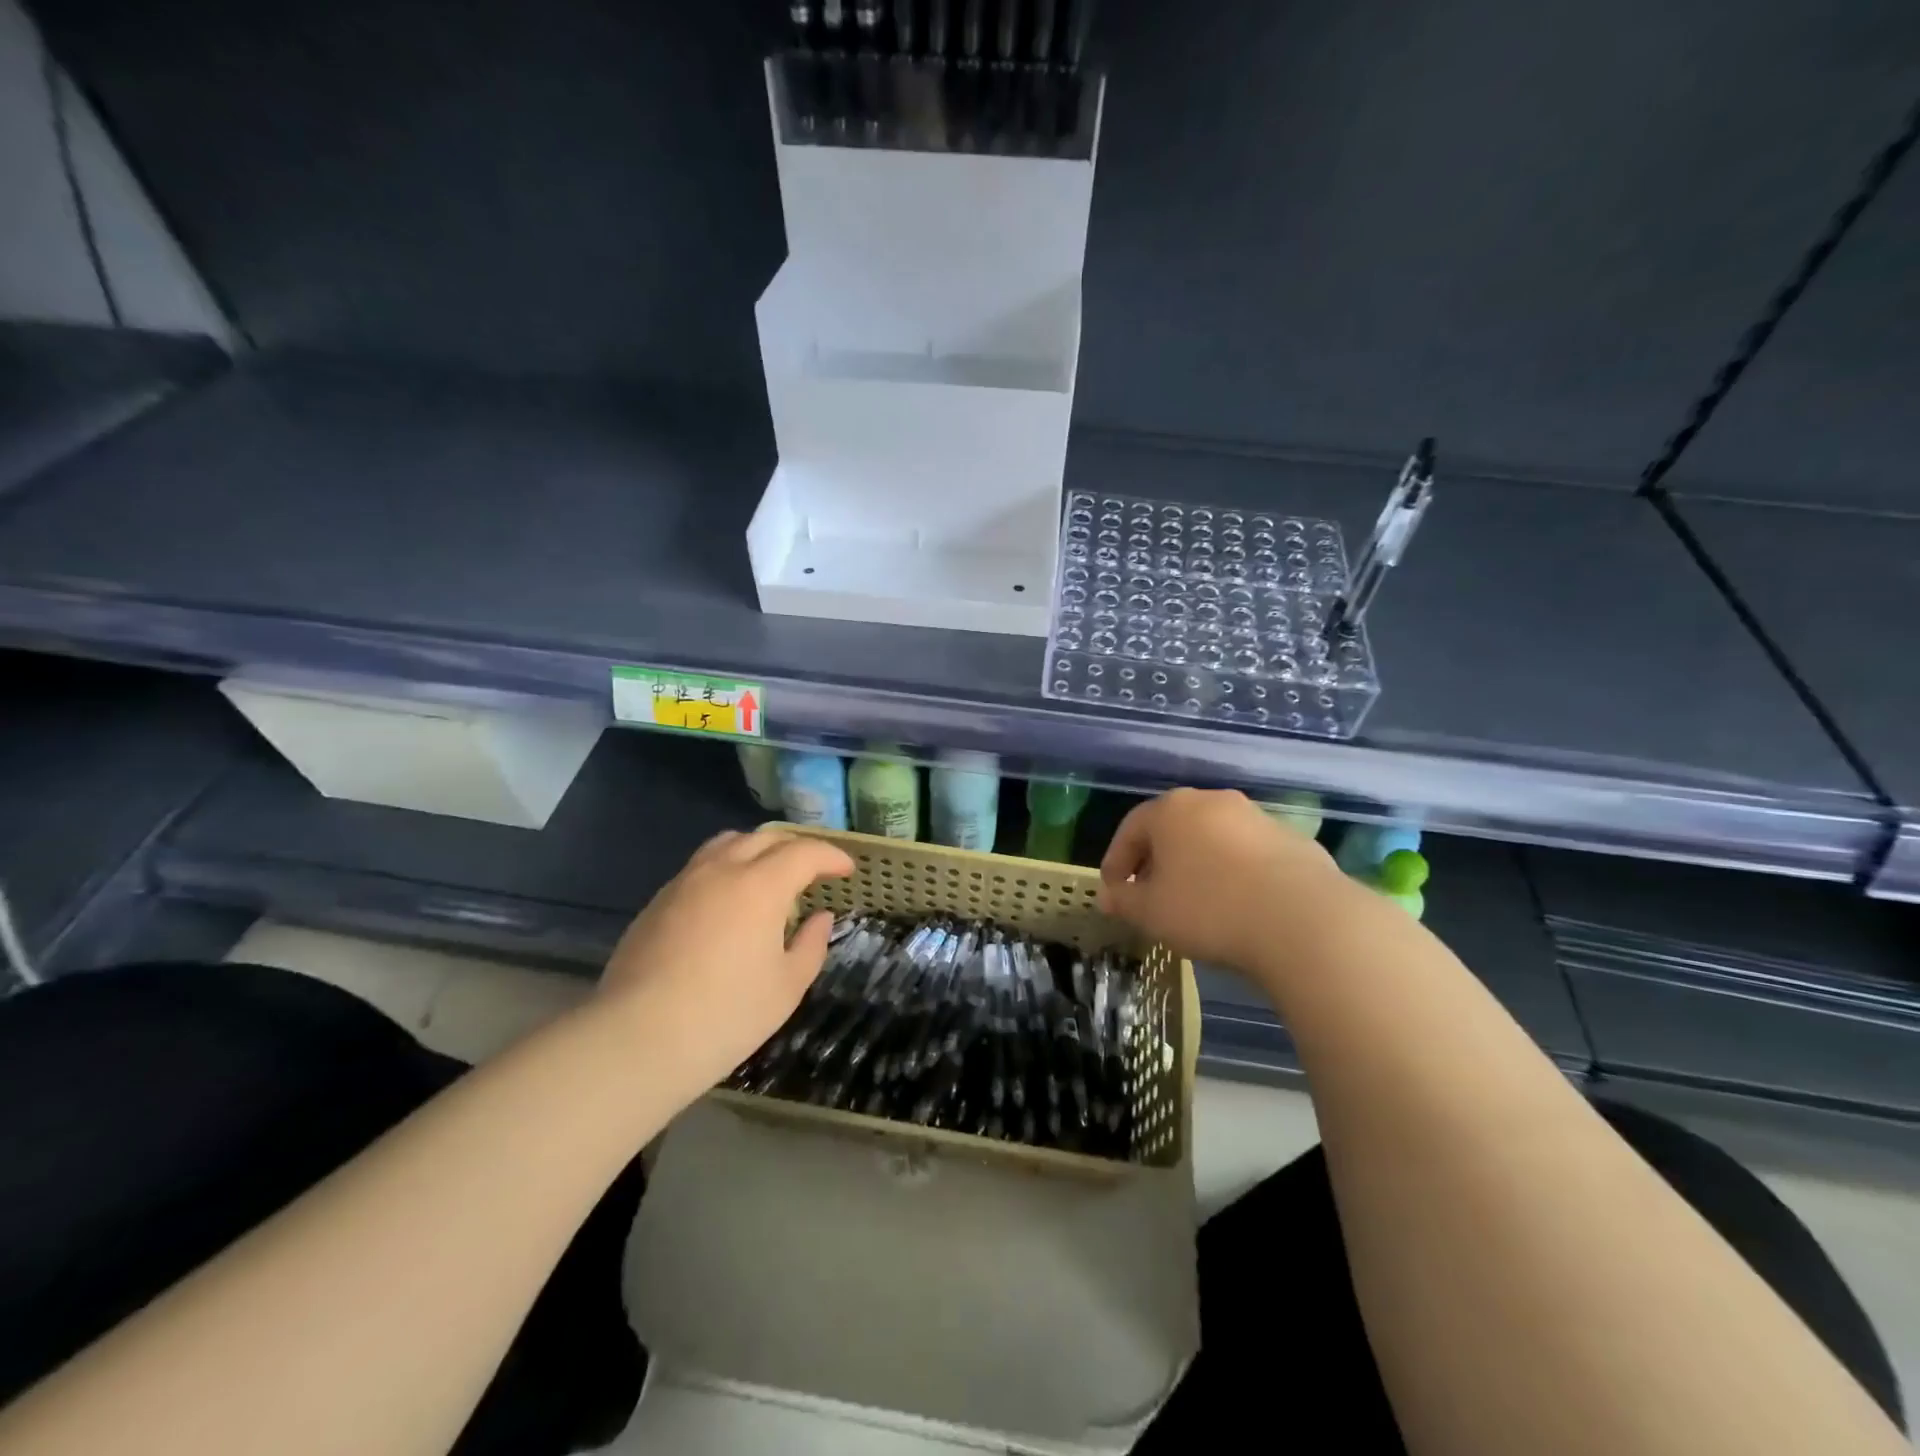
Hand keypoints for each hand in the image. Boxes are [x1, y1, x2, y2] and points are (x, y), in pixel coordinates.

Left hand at [596, 828, 853, 1107]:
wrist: (637, 1039)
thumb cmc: (726, 1014)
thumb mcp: (787, 986)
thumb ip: (811, 944)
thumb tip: (819, 918)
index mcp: (761, 885)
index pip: (804, 852)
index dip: (830, 856)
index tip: (846, 870)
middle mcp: (721, 870)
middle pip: (764, 838)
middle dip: (795, 847)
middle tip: (812, 869)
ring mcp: (683, 883)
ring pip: (725, 844)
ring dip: (756, 850)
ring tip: (768, 875)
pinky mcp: (656, 903)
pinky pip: (699, 868)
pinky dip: (725, 869)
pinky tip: (727, 903)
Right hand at [1098, 789, 1360, 993]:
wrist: (1304, 920)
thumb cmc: (1209, 909)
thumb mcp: (1152, 912)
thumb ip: (1124, 901)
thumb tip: (1110, 896)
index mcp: (1172, 810)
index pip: (1131, 828)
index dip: (1116, 860)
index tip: (1113, 889)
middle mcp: (1213, 801)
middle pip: (1173, 828)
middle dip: (1157, 860)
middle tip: (1149, 893)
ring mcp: (1257, 818)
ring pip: (1213, 838)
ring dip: (1198, 864)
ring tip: (1195, 902)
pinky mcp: (1293, 840)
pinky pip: (1249, 854)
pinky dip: (1235, 873)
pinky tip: (1239, 905)